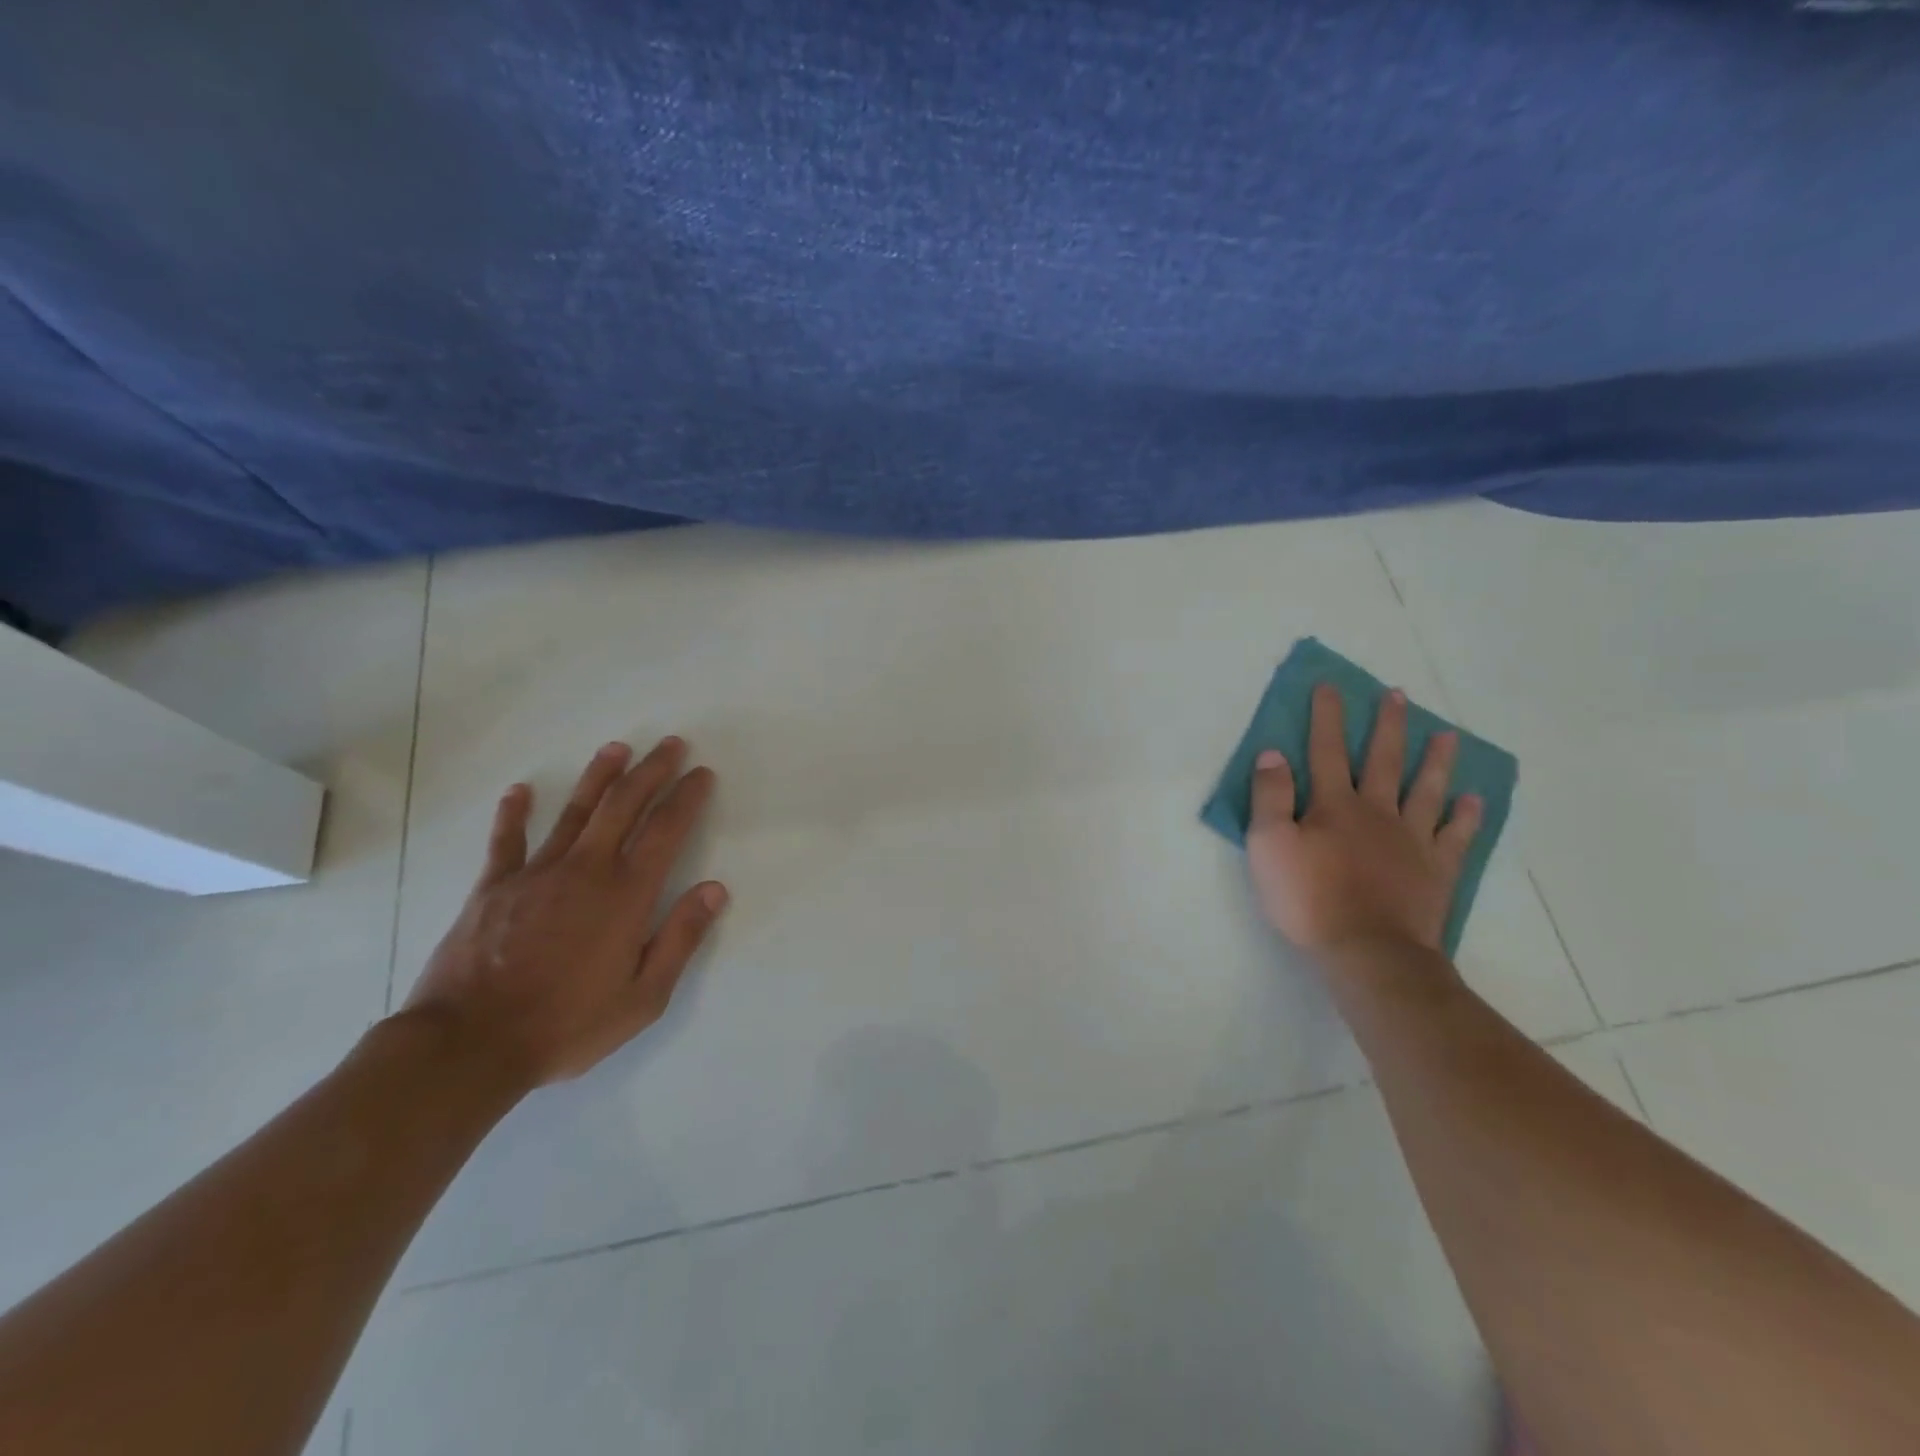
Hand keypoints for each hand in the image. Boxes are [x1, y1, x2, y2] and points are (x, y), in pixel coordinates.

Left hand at [401, 736, 727, 1089]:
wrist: (469, 1044)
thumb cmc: (566, 1024)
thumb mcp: (643, 997)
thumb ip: (681, 938)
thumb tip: (714, 889)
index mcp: (626, 894)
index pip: (666, 830)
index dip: (687, 797)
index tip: (701, 773)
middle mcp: (586, 870)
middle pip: (624, 805)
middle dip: (651, 770)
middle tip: (670, 743)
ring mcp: (536, 873)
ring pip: (574, 811)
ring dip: (598, 776)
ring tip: (617, 748)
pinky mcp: (493, 887)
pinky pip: (507, 841)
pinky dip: (513, 813)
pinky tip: (519, 791)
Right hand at [1247, 684, 1480, 953]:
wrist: (1368, 951)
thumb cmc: (1309, 898)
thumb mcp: (1268, 845)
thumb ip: (1270, 797)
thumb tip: (1272, 754)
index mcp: (1334, 805)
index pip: (1326, 750)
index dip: (1326, 717)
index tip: (1330, 686)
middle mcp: (1377, 812)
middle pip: (1383, 760)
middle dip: (1387, 725)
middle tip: (1398, 695)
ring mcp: (1412, 840)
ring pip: (1426, 790)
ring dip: (1435, 760)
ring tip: (1448, 735)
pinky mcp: (1436, 870)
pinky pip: (1455, 836)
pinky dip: (1465, 816)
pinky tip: (1473, 800)